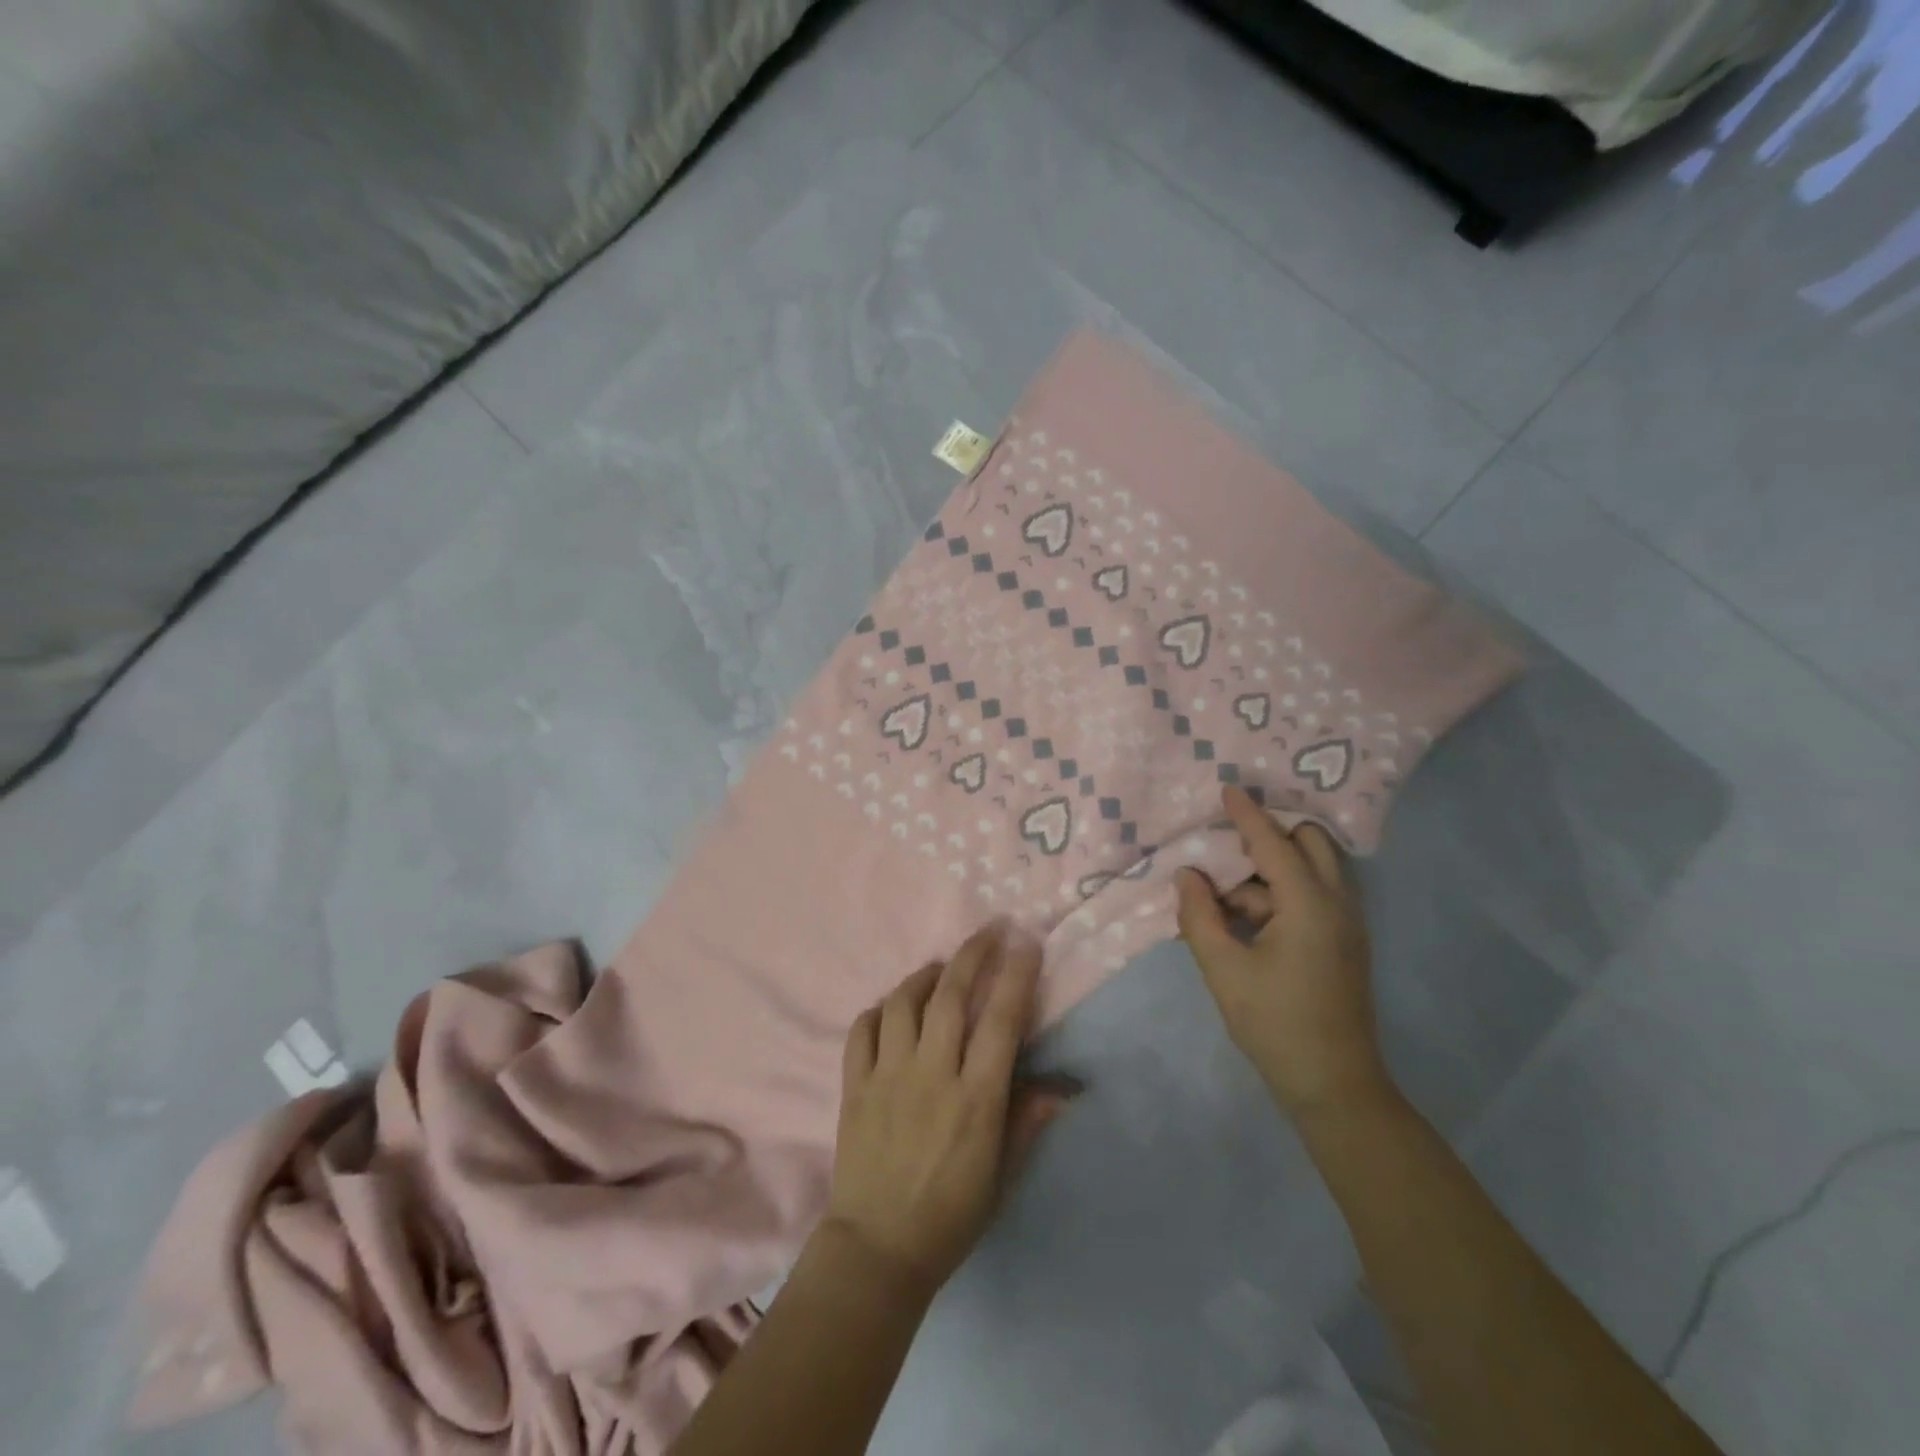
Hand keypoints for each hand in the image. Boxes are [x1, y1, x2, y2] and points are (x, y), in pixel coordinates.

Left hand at [823, 925, 1068, 1297]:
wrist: (878, 1250)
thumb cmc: (951, 1215)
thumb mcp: (1002, 1176)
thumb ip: (1028, 1122)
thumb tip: (1065, 1085)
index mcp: (975, 1099)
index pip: (1001, 1022)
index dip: (1016, 976)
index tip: (1026, 943)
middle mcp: (931, 1075)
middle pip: (950, 996)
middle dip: (972, 954)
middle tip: (988, 930)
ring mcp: (887, 1076)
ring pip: (903, 1003)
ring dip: (923, 975)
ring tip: (939, 968)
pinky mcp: (853, 1085)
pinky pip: (861, 1029)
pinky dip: (878, 1009)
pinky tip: (892, 1008)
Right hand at [1175, 786, 1386, 1118]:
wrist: (1334, 1085)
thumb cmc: (1275, 1023)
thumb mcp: (1223, 969)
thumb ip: (1199, 915)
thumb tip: (1187, 875)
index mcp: (1309, 904)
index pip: (1274, 843)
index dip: (1247, 815)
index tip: (1227, 788)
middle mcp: (1337, 904)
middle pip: (1310, 844)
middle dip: (1270, 837)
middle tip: (1227, 850)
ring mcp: (1347, 925)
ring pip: (1311, 872)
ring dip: (1270, 873)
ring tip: (1223, 902)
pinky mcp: (1344, 944)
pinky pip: (1314, 897)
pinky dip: (1280, 895)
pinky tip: (1245, 921)